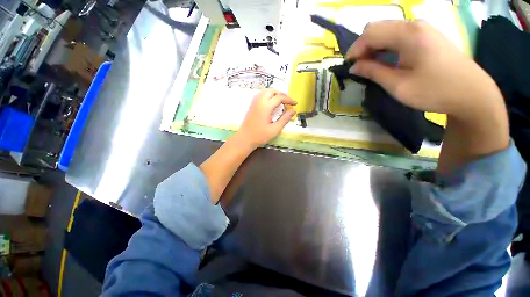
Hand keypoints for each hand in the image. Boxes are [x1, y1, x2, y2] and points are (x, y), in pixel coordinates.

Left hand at [236, 89, 296, 147]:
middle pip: (272, 91)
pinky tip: (271, 103)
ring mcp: (254, 102)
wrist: (245, 138)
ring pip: (266, 91)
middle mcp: (259, 101)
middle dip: (282, 94)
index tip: (295, 104)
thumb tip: (293, 110)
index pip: (280, 97)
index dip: (289, 99)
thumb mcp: (275, 129)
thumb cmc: (260, 135)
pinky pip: (261, 95)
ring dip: (275, 94)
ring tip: (281, 101)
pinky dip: (268, 95)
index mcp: (265, 106)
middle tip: (288, 102)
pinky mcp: (252, 105)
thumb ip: (285, 119)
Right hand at [347, 20, 508, 172]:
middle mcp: (414, 24)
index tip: (349, 67)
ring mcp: (423, 28)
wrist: (471, 94)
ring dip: (374, 46)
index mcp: (408, 34)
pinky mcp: (427, 35)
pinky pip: (398, 35)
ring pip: (387, 30)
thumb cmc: (434, 91)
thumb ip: (373, 72)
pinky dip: (386, 46)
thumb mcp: (398, 85)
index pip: (370, 33)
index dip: (355, 49)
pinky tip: (385, 60)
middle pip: (378, 27)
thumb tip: (354, 67)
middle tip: (358, 67)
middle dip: (363, 46)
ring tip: (369, 65)